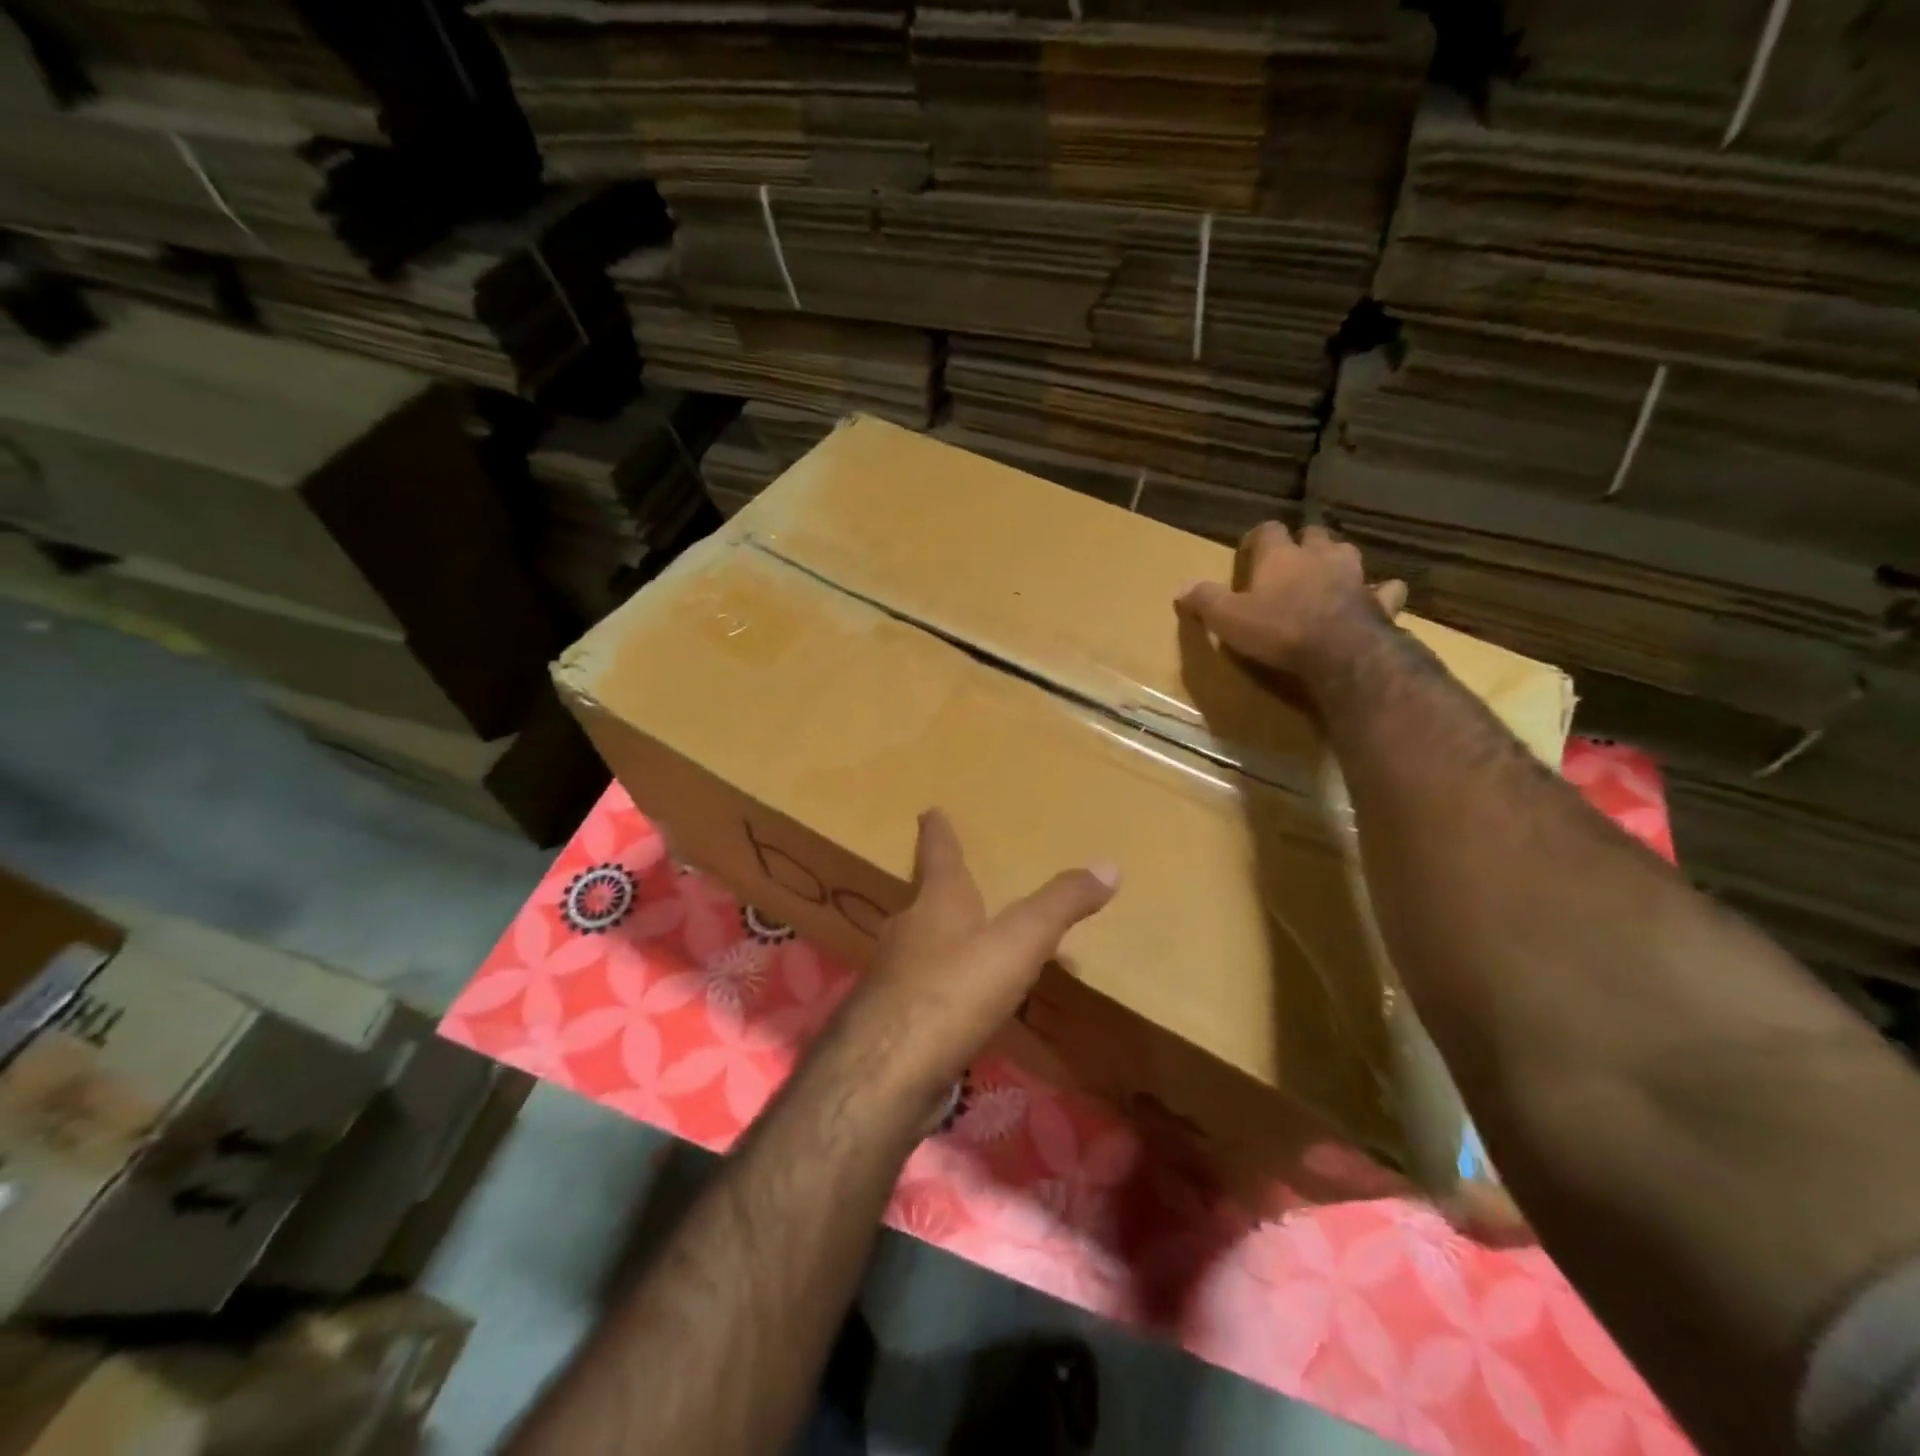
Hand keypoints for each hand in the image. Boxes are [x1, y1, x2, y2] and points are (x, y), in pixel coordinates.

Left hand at [842, 810, 1118, 1101]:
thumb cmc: (954, 990)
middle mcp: (907, 931)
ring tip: (962, 944)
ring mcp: (892, 977)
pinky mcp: (890, 1020)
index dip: (937, 831)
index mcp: (936, 903)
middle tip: (955, 882)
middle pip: (923, 900)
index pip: (937, 853)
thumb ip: (1060, 905)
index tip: (930, 810)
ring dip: (937, 940)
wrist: (886, 1072)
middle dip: (938, 889)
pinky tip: (954, 1007)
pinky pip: (919, 992)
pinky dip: (937, 989)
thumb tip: (1109, 866)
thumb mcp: (1019, 942)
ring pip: (917, 947)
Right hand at [1175, 522, 1405, 684]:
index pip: (1268, 531)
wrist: (1341, 653)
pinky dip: (1381, 592)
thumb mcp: (1227, 619)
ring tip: (1328, 576)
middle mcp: (1319, 556)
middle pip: (1312, 535)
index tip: (1250, 551)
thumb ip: (1205, 601)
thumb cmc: (1278, 630)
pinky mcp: (1380, 602)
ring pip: (1346, 554)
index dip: (1258, 538)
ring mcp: (1355, 576)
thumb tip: (1180, 589)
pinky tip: (1377, 599)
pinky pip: (1385, 590)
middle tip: (1291, 562)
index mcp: (1280, 557)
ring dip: (1337, 561)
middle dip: (1302, 544)